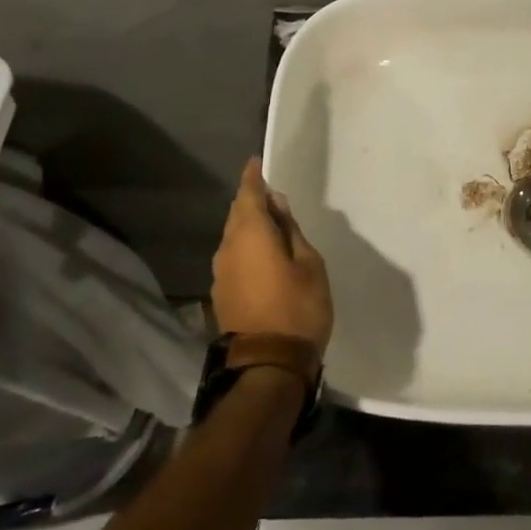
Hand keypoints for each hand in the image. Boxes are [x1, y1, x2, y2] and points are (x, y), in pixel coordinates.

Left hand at [211, 159, 333, 358]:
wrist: (268, 366)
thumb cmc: (298, 309)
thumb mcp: (309, 264)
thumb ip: (291, 231)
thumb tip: (277, 206)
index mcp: (251, 234)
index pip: (248, 194)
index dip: (253, 177)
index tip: (257, 163)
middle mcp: (228, 248)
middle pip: (237, 214)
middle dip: (251, 201)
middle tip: (272, 196)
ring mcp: (221, 273)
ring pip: (233, 237)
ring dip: (249, 227)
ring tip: (272, 227)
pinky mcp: (221, 294)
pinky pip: (233, 257)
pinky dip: (245, 249)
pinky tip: (262, 256)